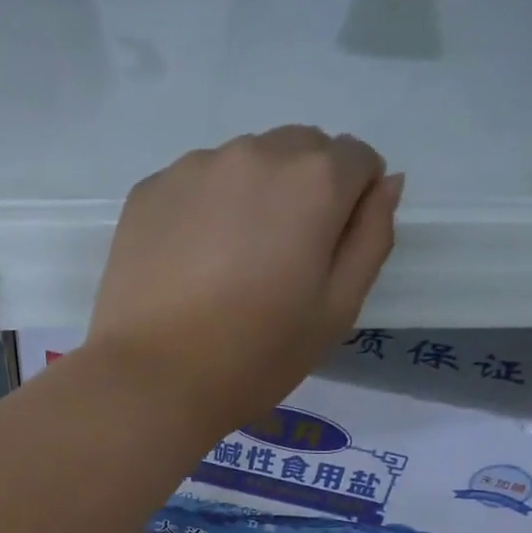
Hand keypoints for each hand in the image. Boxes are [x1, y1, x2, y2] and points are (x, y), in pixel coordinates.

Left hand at [85, 127, 403, 435]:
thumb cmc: (253, 357)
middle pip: (299, 151)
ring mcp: (193, 168)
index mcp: (313, 180)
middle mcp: (254, 153)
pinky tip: (186, 263)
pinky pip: (192, 184)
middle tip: (275, 263)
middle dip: (303, 192)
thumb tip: (384, 184)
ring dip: (249, 197)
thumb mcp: (336, 312)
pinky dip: (200, 210)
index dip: (351, 206)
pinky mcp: (147, 191)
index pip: (357, 161)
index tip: (324, 256)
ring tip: (225, 266)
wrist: (151, 380)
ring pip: (243, 164)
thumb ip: (371, 238)